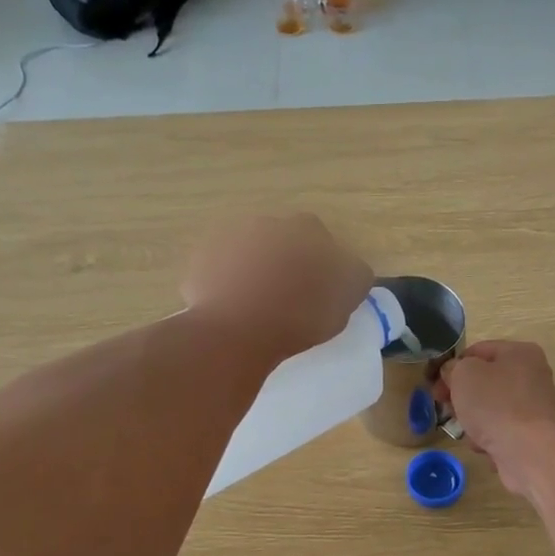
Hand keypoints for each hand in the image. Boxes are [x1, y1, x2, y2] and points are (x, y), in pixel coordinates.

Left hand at [181, 213, 371, 364]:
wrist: (237, 332)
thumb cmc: (301, 314)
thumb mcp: (348, 297)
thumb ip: (355, 275)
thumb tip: (350, 270)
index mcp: (305, 228)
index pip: (321, 240)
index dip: (322, 265)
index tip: (321, 290)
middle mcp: (265, 223)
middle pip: (281, 242)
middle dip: (285, 263)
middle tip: (290, 298)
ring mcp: (227, 240)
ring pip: (248, 255)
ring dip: (254, 272)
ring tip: (259, 308)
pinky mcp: (199, 262)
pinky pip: (218, 272)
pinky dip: (225, 286)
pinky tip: (233, 312)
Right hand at [436, 341, 554, 495]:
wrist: (530, 452)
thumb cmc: (495, 404)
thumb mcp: (464, 375)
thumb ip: (453, 368)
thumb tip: (453, 373)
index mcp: (519, 352)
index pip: (477, 351)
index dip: (452, 366)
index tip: (435, 385)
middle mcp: (531, 376)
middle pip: (484, 381)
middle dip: (461, 396)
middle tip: (445, 408)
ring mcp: (532, 407)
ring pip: (490, 408)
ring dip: (473, 419)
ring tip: (466, 430)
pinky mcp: (531, 435)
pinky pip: (500, 431)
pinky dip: (489, 438)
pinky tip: (483, 446)